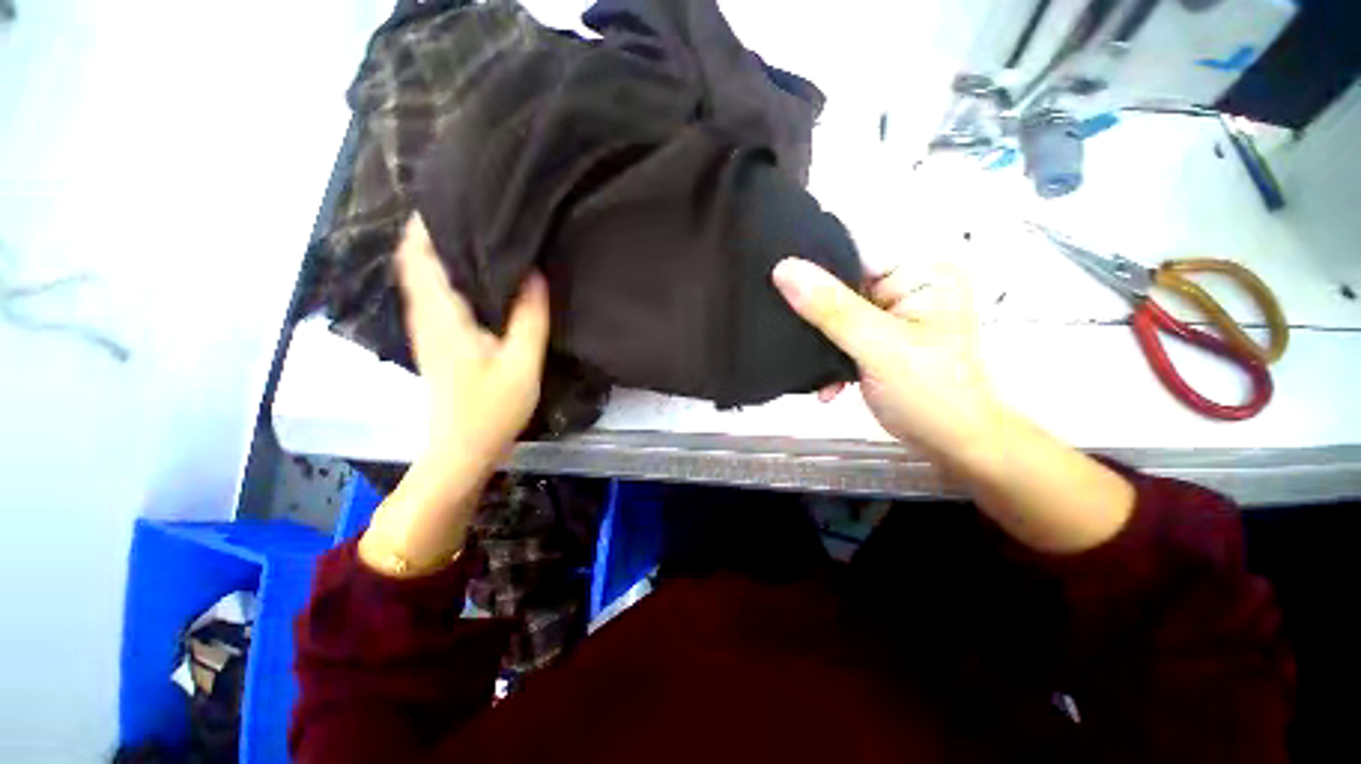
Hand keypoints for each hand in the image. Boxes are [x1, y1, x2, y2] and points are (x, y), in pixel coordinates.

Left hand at [397, 215, 549, 469]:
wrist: (462, 449)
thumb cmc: (491, 409)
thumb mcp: (521, 364)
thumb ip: (530, 318)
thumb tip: (535, 274)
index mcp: (442, 316)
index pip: (419, 256)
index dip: (424, 224)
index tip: (447, 197)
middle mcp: (426, 317)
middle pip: (415, 262)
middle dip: (432, 232)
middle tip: (467, 209)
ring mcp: (427, 331)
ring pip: (422, 279)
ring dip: (438, 253)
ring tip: (473, 233)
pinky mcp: (436, 342)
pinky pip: (433, 296)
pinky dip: (444, 276)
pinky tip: (474, 277)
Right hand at [773, 257, 1133, 553]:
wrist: (952, 445)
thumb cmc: (928, 393)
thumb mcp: (877, 347)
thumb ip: (830, 308)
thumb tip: (783, 268)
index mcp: (918, 272)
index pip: (852, 253)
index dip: (811, 268)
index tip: (772, 287)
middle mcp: (904, 285)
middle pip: (840, 284)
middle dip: (812, 313)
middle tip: (784, 330)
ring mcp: (890, 314)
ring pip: (834, 314)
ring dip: (818, 342)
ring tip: (806, 364)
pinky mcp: (878, 338)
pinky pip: (839, 335)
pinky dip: (829, 358)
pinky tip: (827, 384)